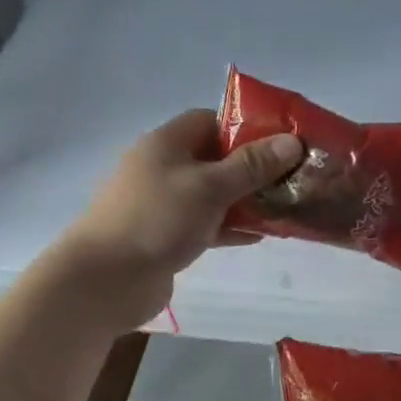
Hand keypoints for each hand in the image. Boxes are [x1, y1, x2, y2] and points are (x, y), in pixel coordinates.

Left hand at [62, 109, 302, 326]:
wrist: (107, 280)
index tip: (282, 141)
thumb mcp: (211, 187)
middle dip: (253, 167)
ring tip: (285, 207)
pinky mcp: (166, 237)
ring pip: (213, 195)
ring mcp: (163, 204)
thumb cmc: (158, 219)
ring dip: (245, 200)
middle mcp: (163, 168)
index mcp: (167, 143)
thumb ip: (253, 165)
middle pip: (215, 158)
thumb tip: (293, 141)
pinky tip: (260, 236)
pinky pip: (206, 224)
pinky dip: (230, 227)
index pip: (211, 121)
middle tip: (292, 177)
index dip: (247, 127)